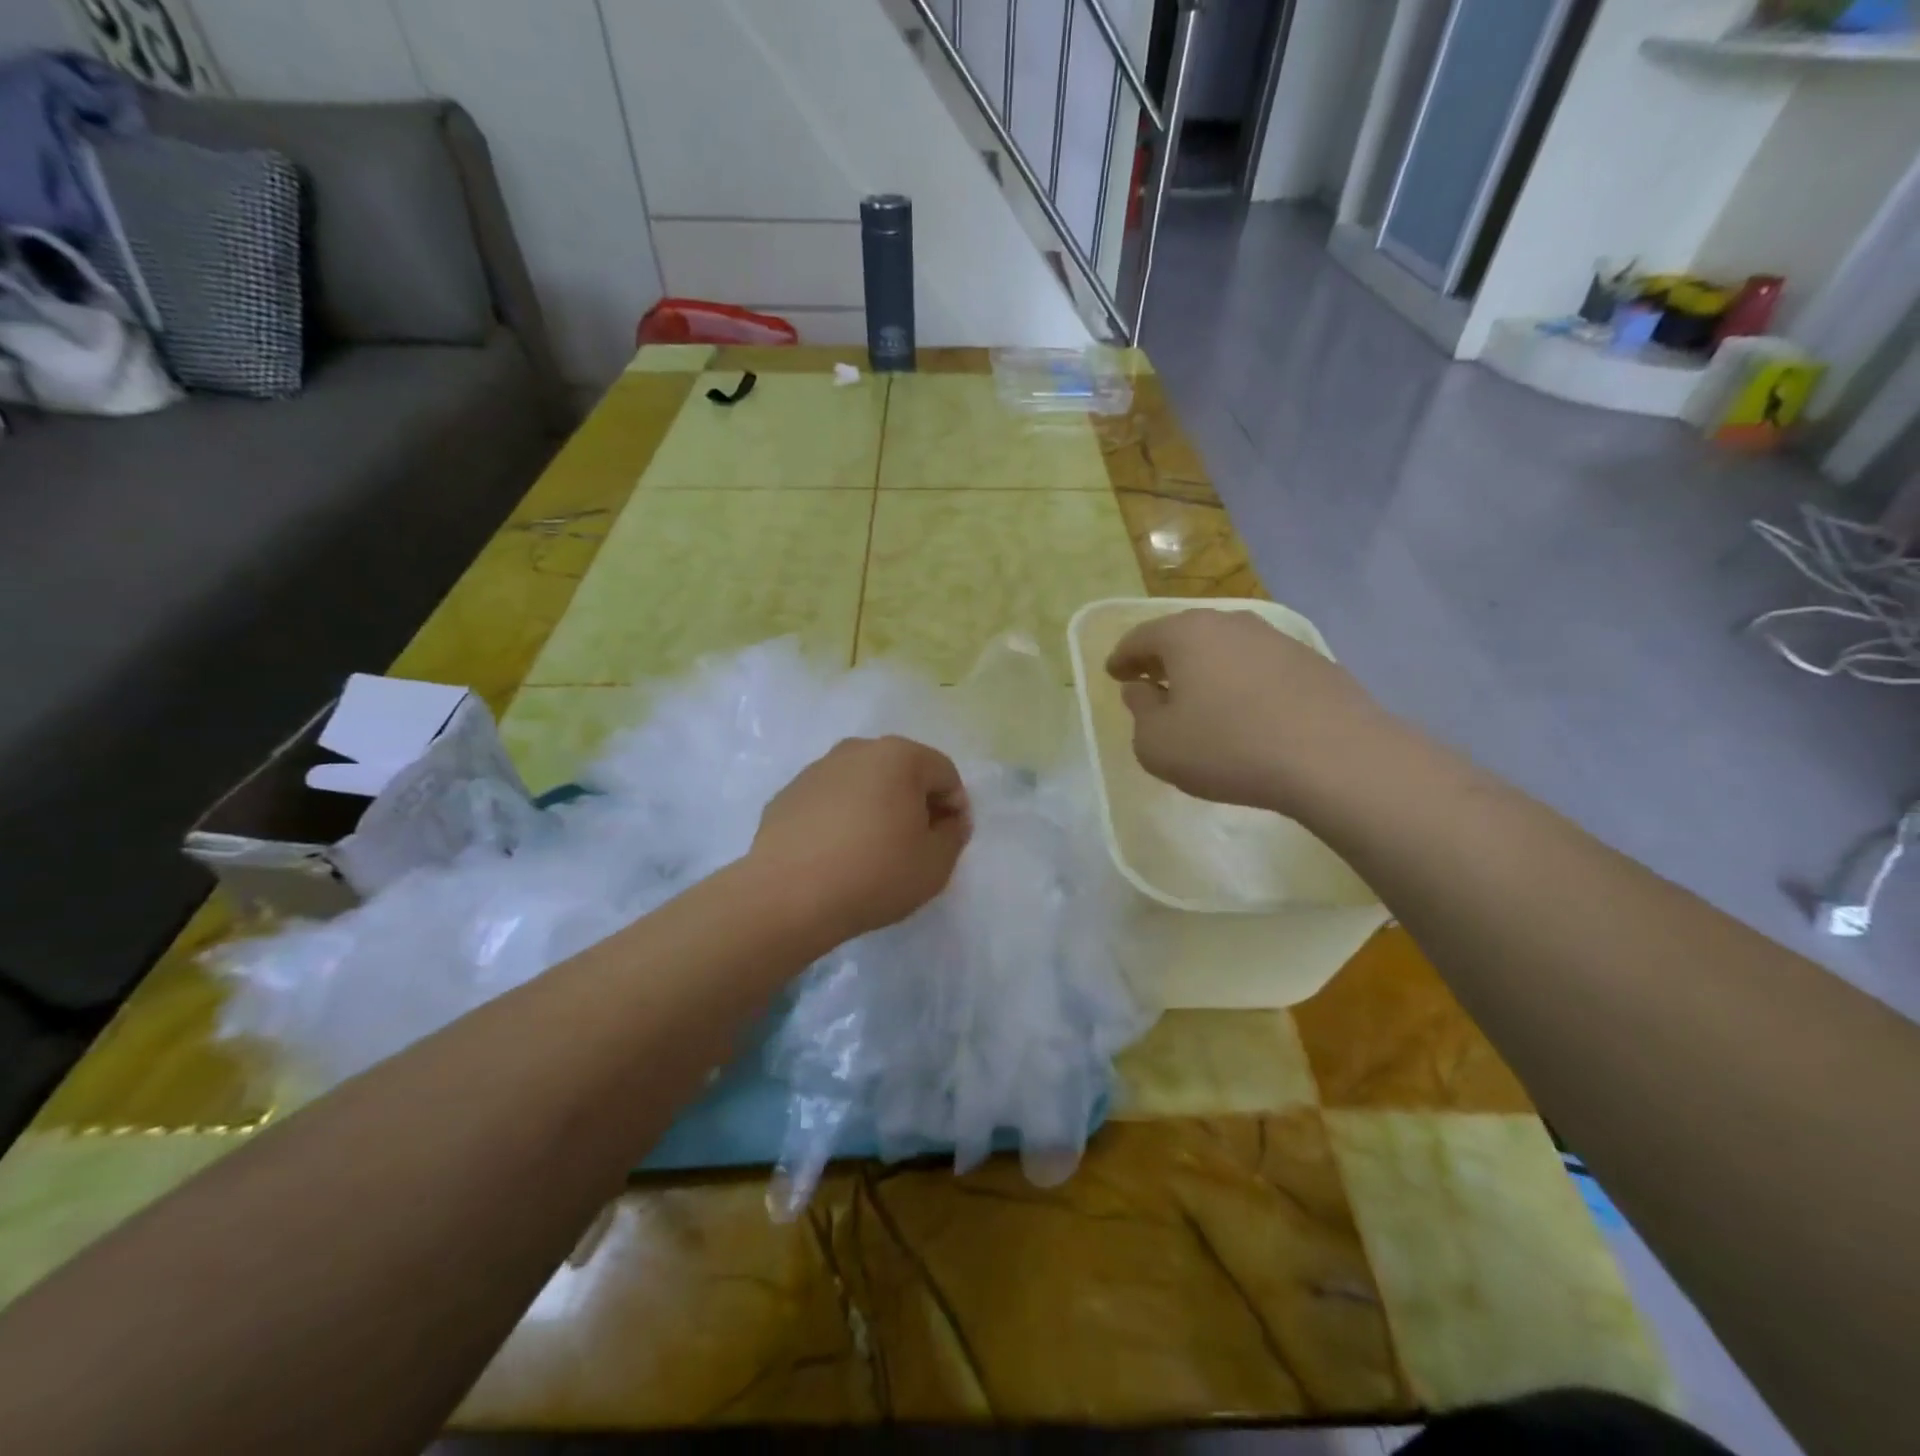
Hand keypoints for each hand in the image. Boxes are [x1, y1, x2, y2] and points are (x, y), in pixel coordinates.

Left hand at [750, 736, 971, 945]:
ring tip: (872, 852)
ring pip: (862, 784)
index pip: (944, 773)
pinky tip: (836, 856)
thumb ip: (954, 835)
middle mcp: (856, 750)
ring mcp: (816, 770)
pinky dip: (840, 819)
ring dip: (876, 808)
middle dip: (915, 803)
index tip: (947, 842)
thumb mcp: (935, 864)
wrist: (787, 897)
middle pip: (902, 771)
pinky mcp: (787, 795)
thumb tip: (949, 820)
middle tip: (914, 845)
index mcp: (899, 756)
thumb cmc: (874, 875)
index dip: (954, 808)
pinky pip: (829, 801)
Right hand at [1105, 608, 1385, 812]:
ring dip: (1205, 669)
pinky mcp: (1311, 662)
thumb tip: (1142, 690)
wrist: (1335, 758)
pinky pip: (1258, 666)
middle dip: (1163, 658)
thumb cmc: (1228, 748)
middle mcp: (1230, 623)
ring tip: (1199, 698)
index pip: (1139, 638)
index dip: (1121, 658)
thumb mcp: (1157, 744)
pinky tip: (1245, 710)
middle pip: (1184, 635)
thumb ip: (1140, 713)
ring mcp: (1276, 638)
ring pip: (1224, 648)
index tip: (1114, 675)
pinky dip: (1240, 681)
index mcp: (1185, 634)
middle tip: (1151, 681)